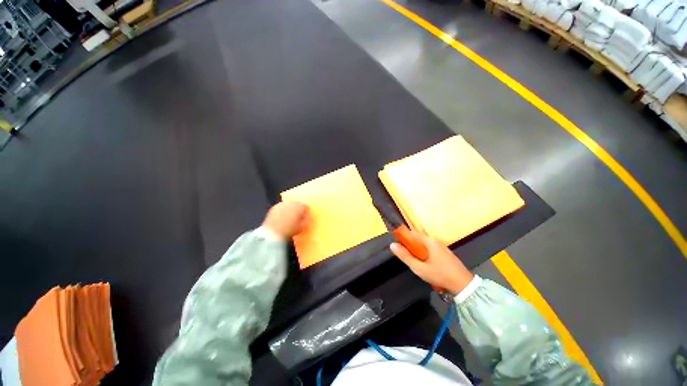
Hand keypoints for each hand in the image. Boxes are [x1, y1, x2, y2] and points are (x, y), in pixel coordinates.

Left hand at [262, 201, 308, 239]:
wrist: (273, 233)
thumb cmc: (290, 230)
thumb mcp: (302, 227)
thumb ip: (306, 220)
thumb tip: (305, 218)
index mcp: (300, 206)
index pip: (306, 207)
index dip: (305, 213)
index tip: (304, 219)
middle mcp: (292, 203)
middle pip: (298, 204)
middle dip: (298, 210)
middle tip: (296, 218)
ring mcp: (283, 204)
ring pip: (289, 205)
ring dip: (290, 210)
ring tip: (288, 219)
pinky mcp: (275, 207)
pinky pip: (281, 208)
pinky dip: (282, 211)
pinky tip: (281, 219)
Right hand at [390, 232, 473, 294]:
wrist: (463, 285)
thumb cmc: (440, 275)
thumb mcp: (419, 268)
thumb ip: (405, 256)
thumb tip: (392, 245)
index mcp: (429, 241)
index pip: (411, 233)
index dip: (402, 237)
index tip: (398, 246)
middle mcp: (435, 240)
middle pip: (417, 238)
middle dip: (409, 246)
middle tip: (406, 258)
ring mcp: (441, 246)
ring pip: (423, 244)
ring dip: (416, 250)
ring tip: (415, 262)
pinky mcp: (444, 252)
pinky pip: (429, 248)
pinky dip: (423, 253)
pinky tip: (424, 264)